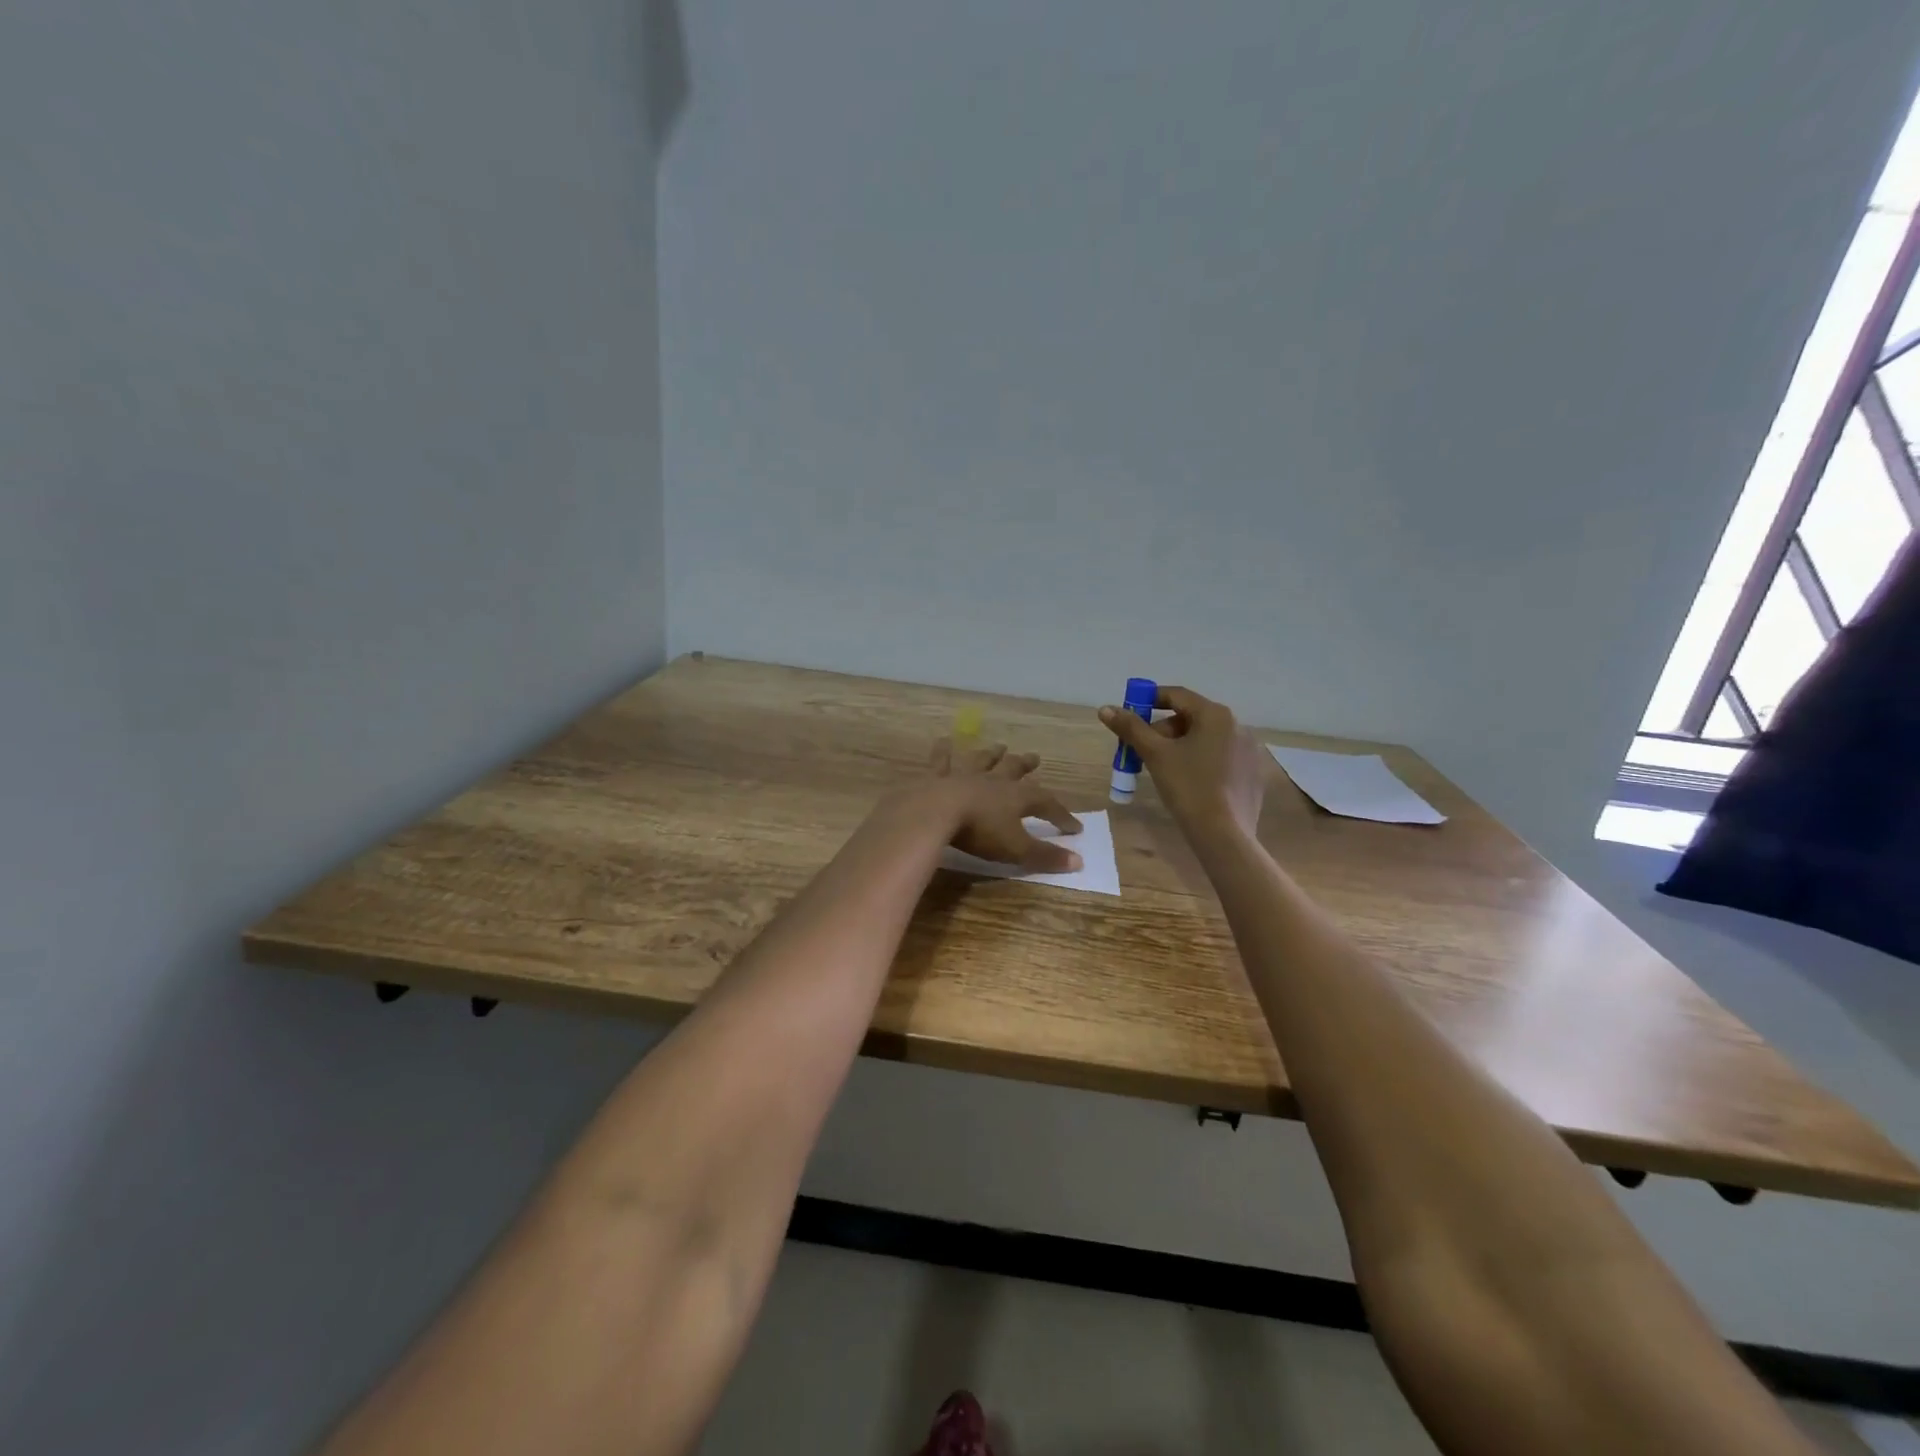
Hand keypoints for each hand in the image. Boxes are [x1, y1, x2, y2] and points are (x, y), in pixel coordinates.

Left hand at [923, 738, 1084, 872]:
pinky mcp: (938, 778)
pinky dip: (943, 752)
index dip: (1061, 815)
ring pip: (983, 761)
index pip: (1046, 803)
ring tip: (1000, 747)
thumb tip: (1079, 861)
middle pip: (1014, 770)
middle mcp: (993, 781)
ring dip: (992, 754)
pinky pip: (942, 761)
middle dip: (1026, 766)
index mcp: (1016, 797)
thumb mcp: (1016, 849)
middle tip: (1035, 758)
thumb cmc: (980, 831)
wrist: (935, 812)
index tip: (1074, 827)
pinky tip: (943, 741)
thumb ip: (1045, 855)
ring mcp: (964, 776)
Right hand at [1099, 686, 1265, 839]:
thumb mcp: (1155, 755)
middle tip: (1144, 750)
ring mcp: (1249, 750)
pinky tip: (1190, 783)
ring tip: (1163, 768)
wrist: (1223, 835)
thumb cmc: (1188, 787)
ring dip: (1181, 745)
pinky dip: (1201, 761)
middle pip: (1192, 717)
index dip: (1149, 701)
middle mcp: (1237, 726)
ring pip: (1206, 738)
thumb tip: (1105, 709)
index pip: (1177, 695)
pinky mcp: (1252, 773)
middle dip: (1164, 730)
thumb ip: (1131, 728)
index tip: (1130, 715)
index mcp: (1216, 715)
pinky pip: (1221, 757)